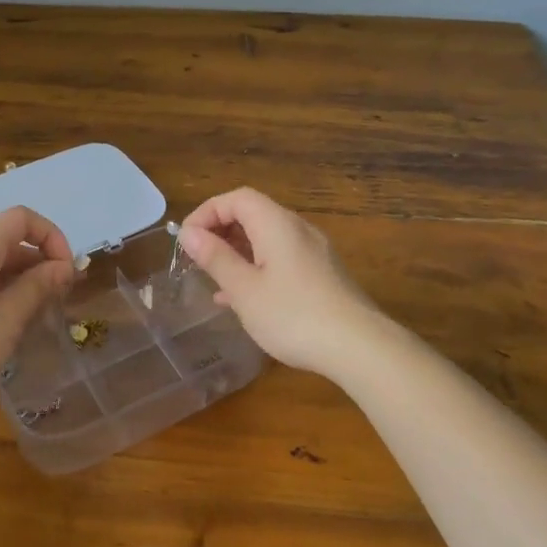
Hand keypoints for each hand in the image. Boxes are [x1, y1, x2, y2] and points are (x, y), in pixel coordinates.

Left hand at [0, 206, 75, 399]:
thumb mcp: (8, 316)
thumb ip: (39, 286)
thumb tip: (64, 266)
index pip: (24, 218)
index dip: (52, 237)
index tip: (67, 272)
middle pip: (10, 238)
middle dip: (40, 262)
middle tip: (61, 296)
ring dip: (23, 280)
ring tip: (40, 313)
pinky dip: (2, 290)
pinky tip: (9, 322)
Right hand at [179, 187, 385, 377]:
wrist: (360, 347)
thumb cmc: (293, 315)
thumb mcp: (244, 289)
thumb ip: (216, 258)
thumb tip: (189, 233)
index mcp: (277, 224)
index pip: (237, 198)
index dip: (207, 211)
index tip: (186, 239)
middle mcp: (298, 230)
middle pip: (253, 214)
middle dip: (221, 231)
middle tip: (197, 258)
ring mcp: (314, 252)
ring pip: (267, 239)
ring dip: (237, 252)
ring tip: (214, 278)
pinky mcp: (323, 275)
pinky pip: (281, 259)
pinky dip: (257, 267)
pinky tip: (243, 299)